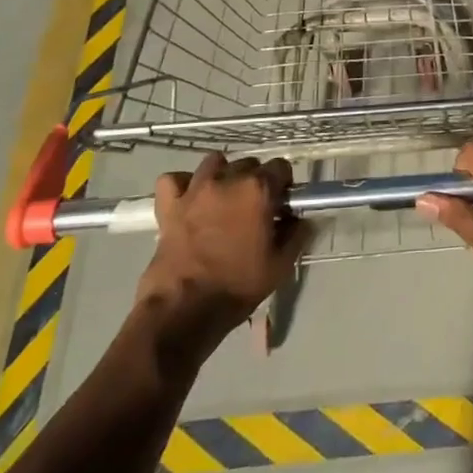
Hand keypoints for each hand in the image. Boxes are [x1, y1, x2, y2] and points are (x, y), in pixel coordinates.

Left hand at [133, 153, 310, 355]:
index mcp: (258, 190)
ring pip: (214, 163)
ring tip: (224, 198)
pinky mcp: (169, 204)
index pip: (281, 167)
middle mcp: (228, 179)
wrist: (184, 309)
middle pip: (249, 163)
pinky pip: (174, 180)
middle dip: (255, 180)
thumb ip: (297, 235)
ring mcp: (195, 189)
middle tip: (254, 207)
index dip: (284, 184)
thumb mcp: (280, 265)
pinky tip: (189, 199)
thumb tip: (303, 220)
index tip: (281, 204)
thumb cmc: (237, 286)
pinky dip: (182, 185)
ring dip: (223, 174)